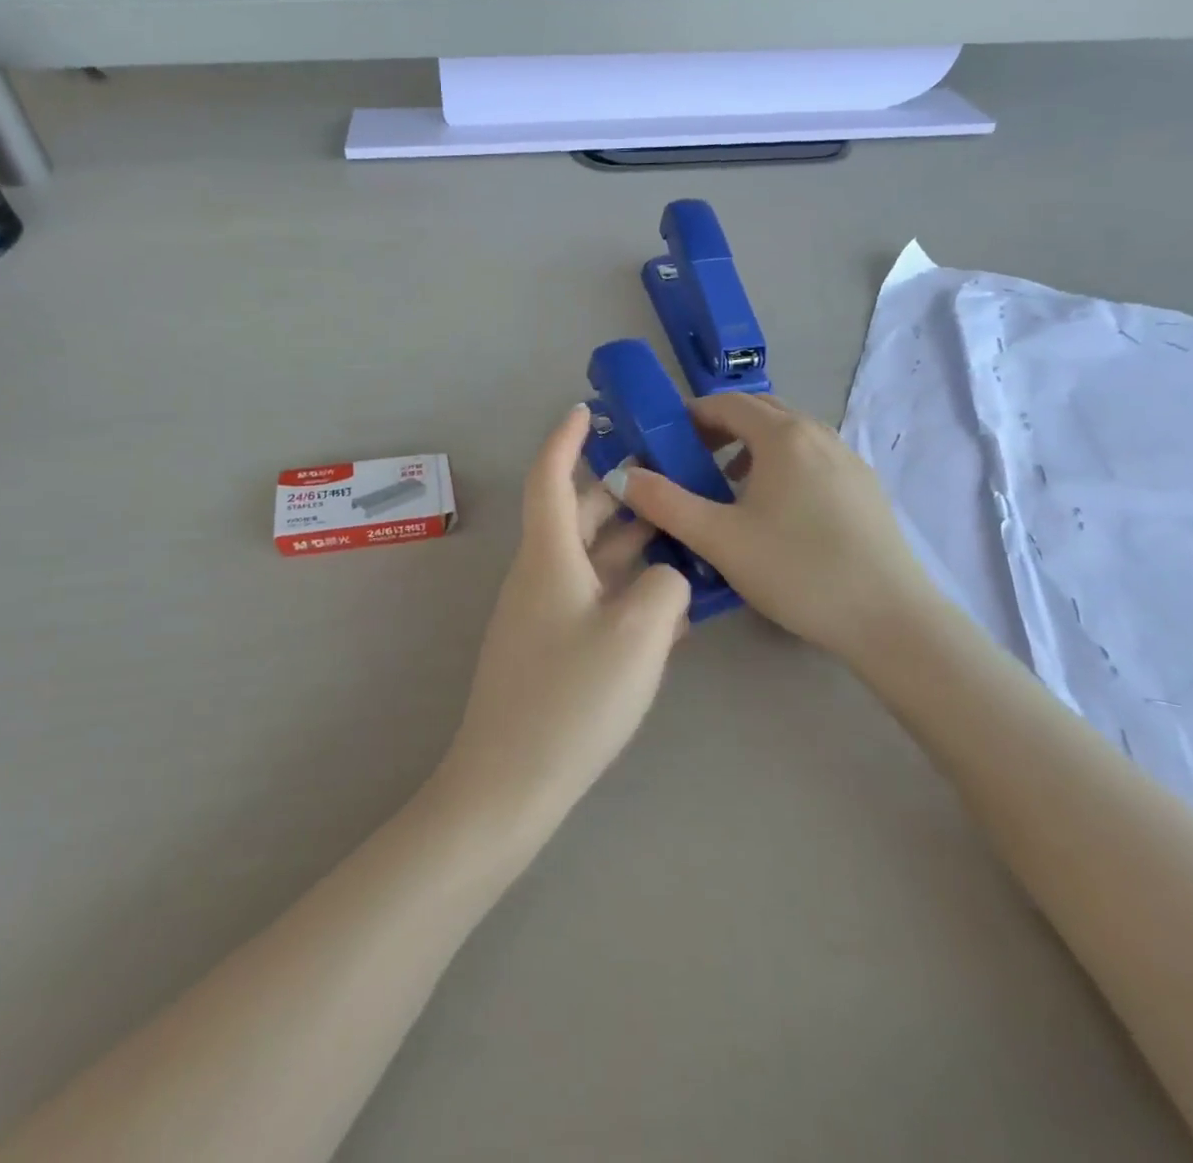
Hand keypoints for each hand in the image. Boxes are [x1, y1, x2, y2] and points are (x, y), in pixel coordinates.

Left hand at [438, 406, 691, 832]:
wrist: (511, 783)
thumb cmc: (572, 698)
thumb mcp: (639, 634)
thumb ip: (668, 586)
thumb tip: (668, 575)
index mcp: (549, 557)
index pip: (551, 477)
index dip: (567, 439)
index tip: (587, 410)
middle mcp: (540, 575)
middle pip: (577, 515)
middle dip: (618, 490)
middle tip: (667, 475)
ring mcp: (543, 613)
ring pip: (589, 558)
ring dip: (630, 541)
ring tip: (681, 531)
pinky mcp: (551, 647)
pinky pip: (592, 597)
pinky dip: (626, 586)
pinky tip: (668, 601)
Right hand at [604, 393, 937, 661]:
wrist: (890, 618)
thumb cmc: (797, 571)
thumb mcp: (719, 538)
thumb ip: (664, 503)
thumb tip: (622, 475)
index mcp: (783, 435)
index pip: (725, 402)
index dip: (688, 416)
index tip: (662, 445)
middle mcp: (819, 433)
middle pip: (758, 412)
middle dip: (717, 429)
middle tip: (689, 464)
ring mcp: (848, 458)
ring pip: (787, 436)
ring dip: (749, 449)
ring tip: (727, 490)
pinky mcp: (864, 487)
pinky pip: (811, 458)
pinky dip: (780, 466)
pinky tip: (774, 513)